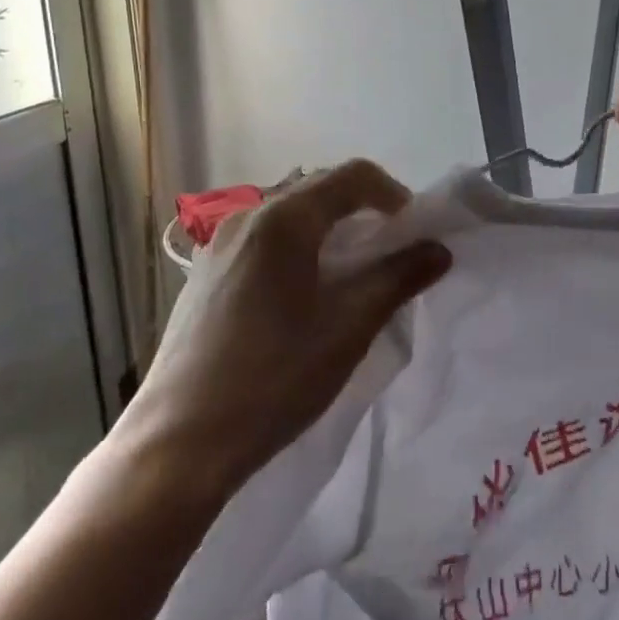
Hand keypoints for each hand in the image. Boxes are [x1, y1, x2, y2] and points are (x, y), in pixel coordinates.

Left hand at [124, 160, 451, 493]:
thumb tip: (438, 249)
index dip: (393, 194)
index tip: (415, 232)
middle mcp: (246, 217)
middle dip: (362, 212)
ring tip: (349, 277)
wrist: (180, 443)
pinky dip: (296, 250)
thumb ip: (397, 279)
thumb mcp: (349, 327)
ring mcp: (219, 244)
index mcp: (283, 220)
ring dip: (328, 232)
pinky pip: (263, 241)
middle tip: (389, 254)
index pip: (351, 176)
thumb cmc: (274, 378)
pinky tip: (301, 297)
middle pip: (318, 191)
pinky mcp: (205, 274)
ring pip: (289, 216)